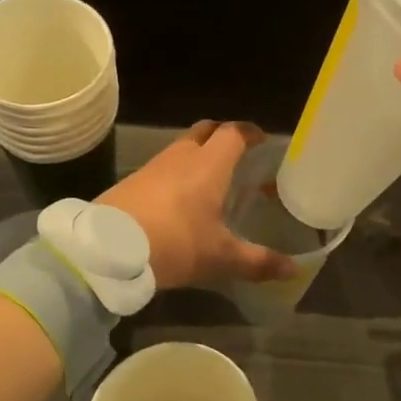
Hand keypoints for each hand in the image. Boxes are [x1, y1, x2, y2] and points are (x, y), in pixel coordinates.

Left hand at [101, 121, 295, 289]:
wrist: (107, 250)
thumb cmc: (175, 243)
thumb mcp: (220, 257)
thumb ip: (257, 261)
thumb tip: (293, 270)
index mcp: (209, 164)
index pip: (234, 133)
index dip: (250, 133)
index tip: (262, 140)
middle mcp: (182, 156)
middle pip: (206, 130)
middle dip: (223, 137)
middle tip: (238, 157)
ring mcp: (153, 166)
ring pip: (182, 147)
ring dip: (198, 155)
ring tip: (212, 180)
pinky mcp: (132, 181)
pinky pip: (162, 166)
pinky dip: (177, 173)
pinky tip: (180, 200)